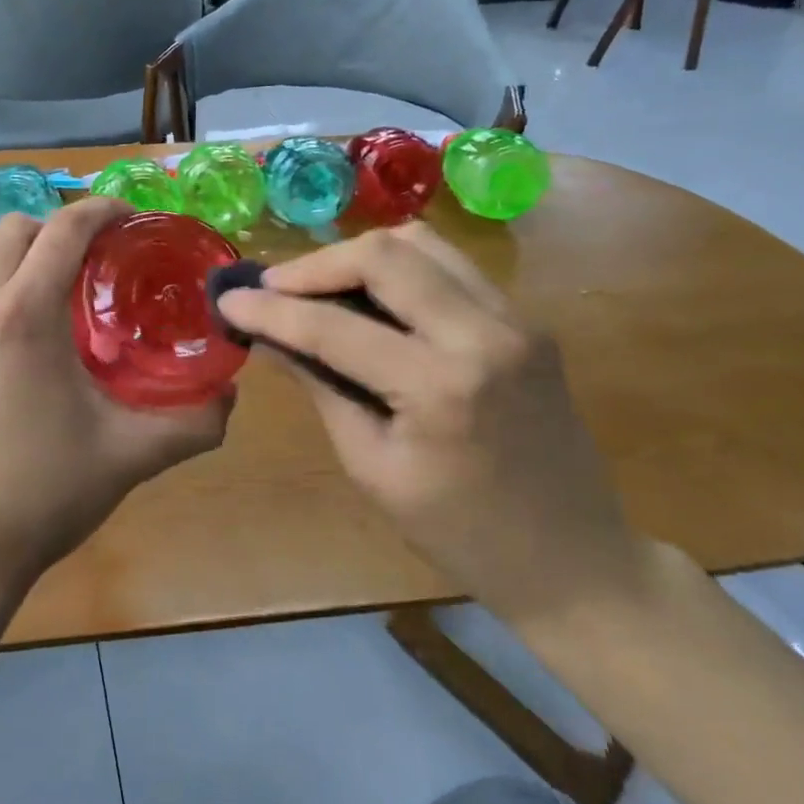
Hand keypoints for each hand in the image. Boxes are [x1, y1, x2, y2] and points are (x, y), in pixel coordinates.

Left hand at [0, 197, 232, 600]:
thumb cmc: (45, 493)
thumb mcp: (133, 454)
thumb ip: (195, 422)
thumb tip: (231, 395)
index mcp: (23, 314)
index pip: (65, 229)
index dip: (102, 210)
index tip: (130, 218)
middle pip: (12, 231)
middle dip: (55, 231)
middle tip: (92, 266)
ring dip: (20, 280)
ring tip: (53, 328)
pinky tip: (7, 378)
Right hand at [215, 224, 643, 624]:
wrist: (575, 560)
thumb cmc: (461, 534)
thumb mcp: (373, 467)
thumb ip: (322, 387)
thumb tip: (270, 338)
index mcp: (441, 386)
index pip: (334, 326)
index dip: (271, 311)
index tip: (228, 301)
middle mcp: (485, 333)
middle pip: (384, 253)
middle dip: (315, 265)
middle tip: (273, 291)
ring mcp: (516, 318)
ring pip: (421, 243)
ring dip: (359, 258)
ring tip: (318, 290)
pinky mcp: (526, 319)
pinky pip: (449, 267)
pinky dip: (399, 270)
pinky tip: (371, 301)